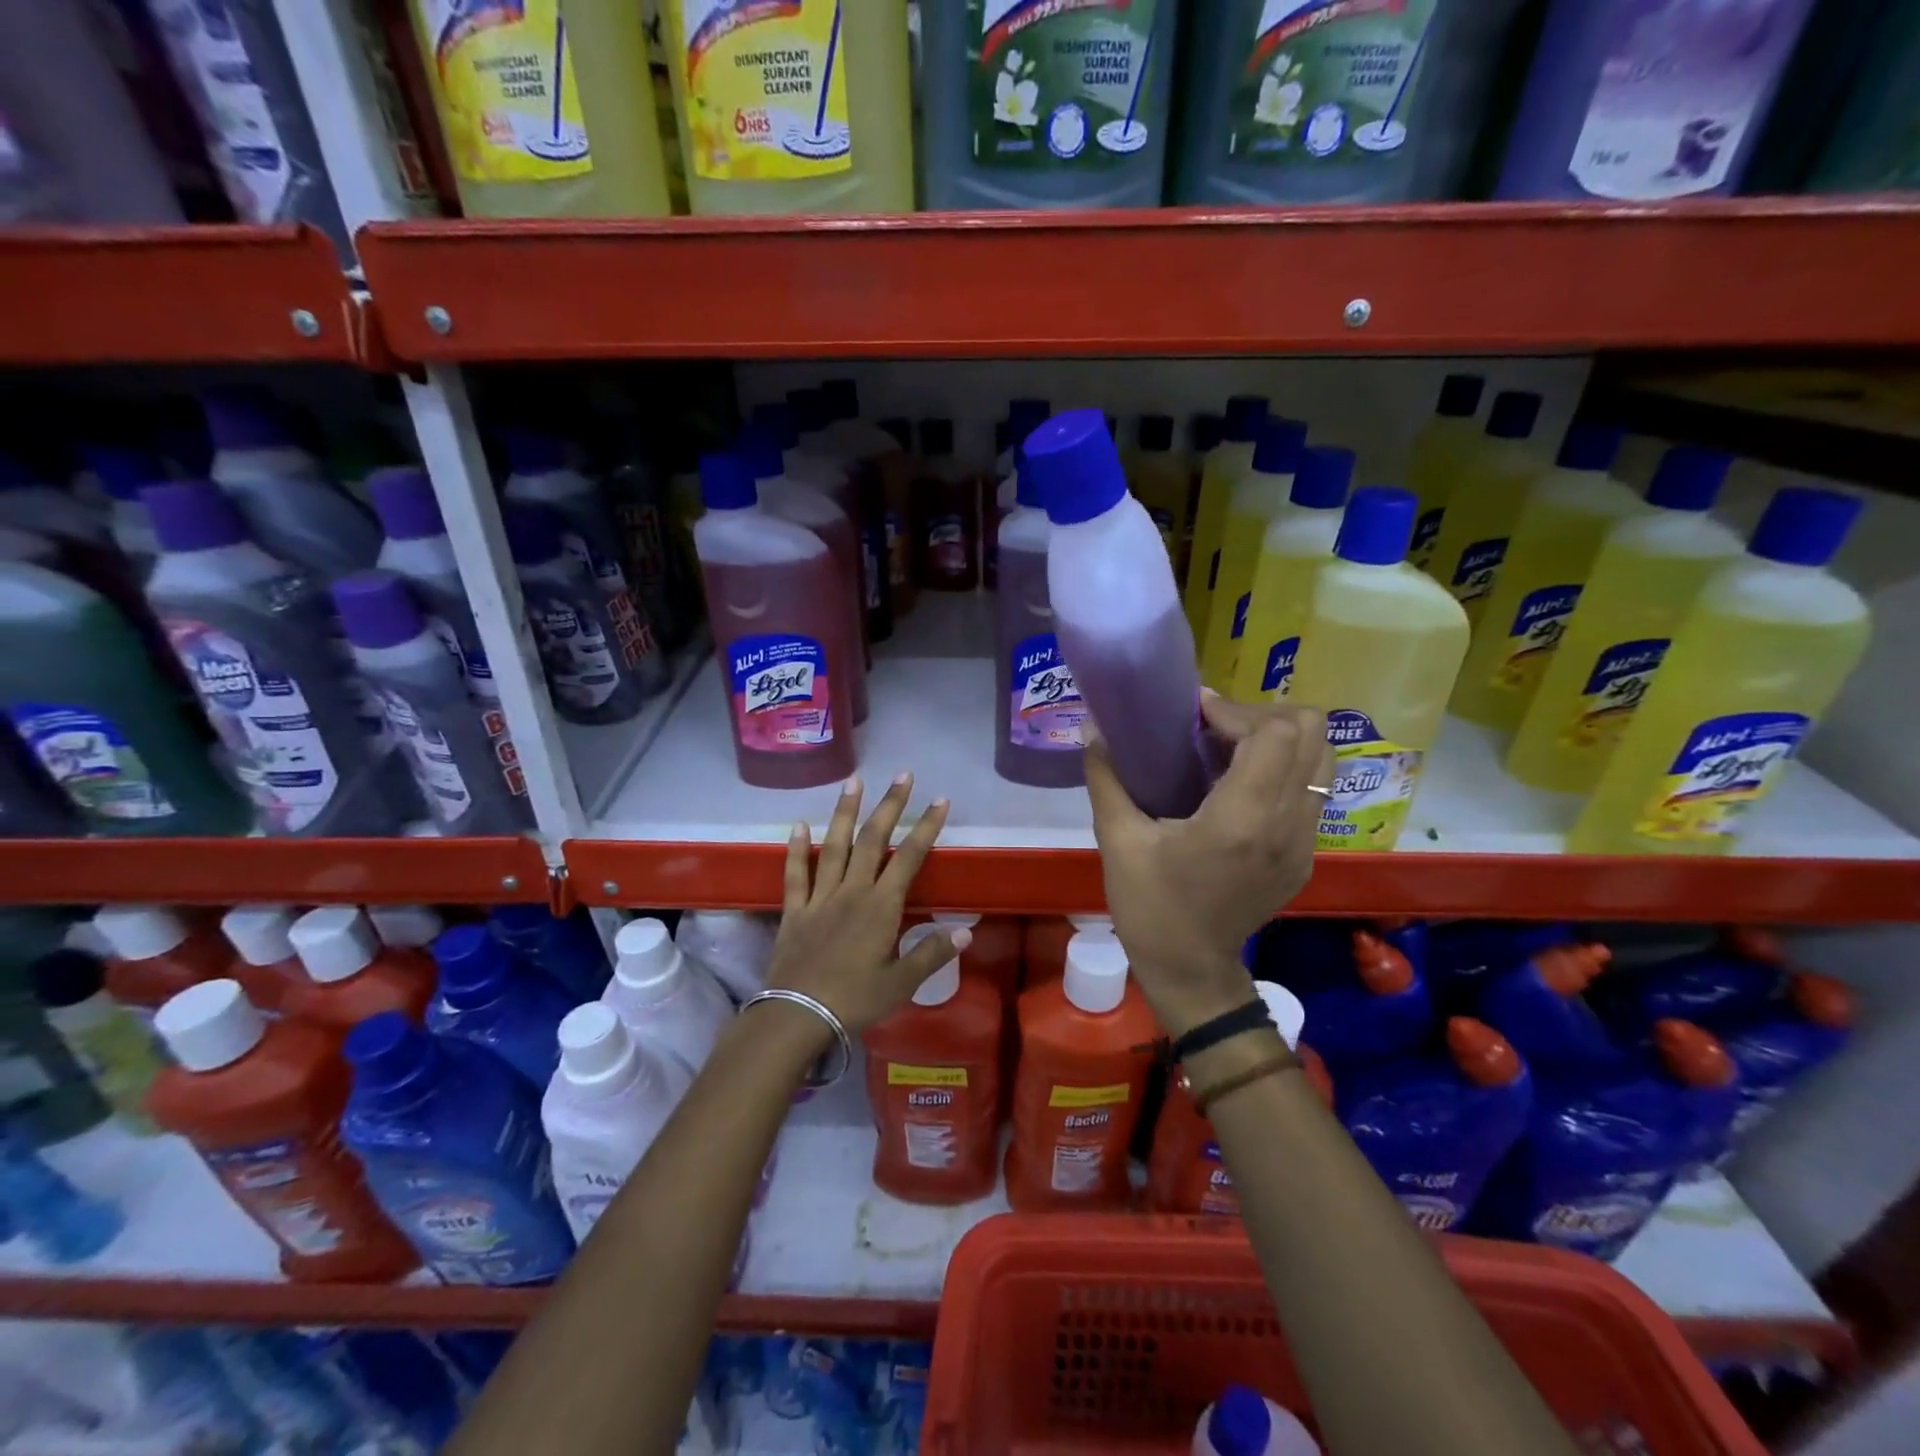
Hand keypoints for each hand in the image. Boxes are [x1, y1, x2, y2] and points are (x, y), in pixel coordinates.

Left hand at [763, 773, 962, 1037]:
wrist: (797, 1015)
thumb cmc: (854, 1000)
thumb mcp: (901, 983)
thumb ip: (931, 953)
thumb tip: (966, 930)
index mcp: (881, 907)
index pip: (909, 857)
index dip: (926, 827)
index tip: (940, 801)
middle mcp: (852, 891)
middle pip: (873, 840)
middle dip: (890, 805)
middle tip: (902, 775)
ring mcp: (820, 897)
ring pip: (834, 846)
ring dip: (845, 812)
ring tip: (854, 781)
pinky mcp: (795, 910)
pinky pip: (796, 874)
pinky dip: (796, 848)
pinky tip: (799, 824)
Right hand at [1084, 693, 1332, 1037]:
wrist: (1191, 971)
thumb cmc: (1150, 906)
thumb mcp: (1117, 841)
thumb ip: (1107, 777)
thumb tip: (1094, 729)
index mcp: (1241, 819)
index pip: (1274, 733)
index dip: (1237, 710)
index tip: (1196, 714)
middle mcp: (1287, 823)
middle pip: (1312, 733)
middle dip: (1263, 715)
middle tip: (1216, 728)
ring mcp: (1305, 841)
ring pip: (1322, 757)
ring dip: (1280, 740)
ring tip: (1231, 750)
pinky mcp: (1307, 855)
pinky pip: (1313, 789)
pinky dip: (1285, 769)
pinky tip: (1239, 787)